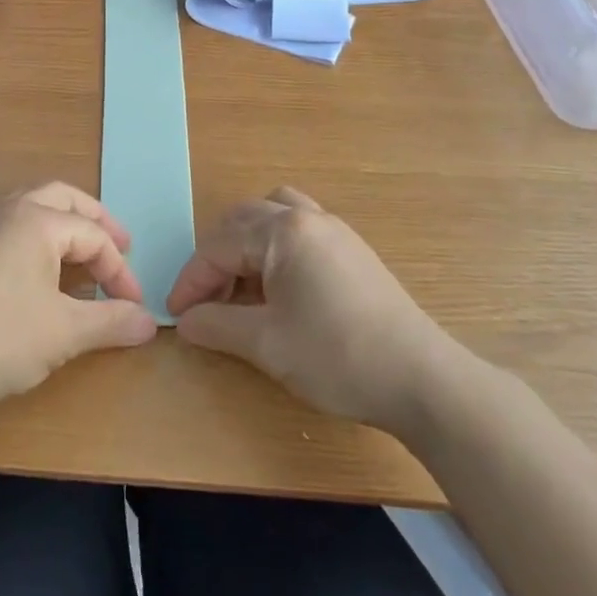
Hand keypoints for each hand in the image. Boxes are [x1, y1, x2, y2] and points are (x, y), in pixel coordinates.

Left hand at [0, 183, 157, 425]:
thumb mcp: (64, 333)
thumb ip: (111, 322)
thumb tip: (150, 322)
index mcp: (35, 221)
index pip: (92, 236)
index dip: (119, 270)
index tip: (133, 306)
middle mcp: (7, 212)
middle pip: (63, 200)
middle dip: (96, 222)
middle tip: (120, 246)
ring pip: (33, 209)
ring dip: (65, 227)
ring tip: (84, 256)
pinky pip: (11, 228)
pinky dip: (38, 239)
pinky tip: (42, 271)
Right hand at [168, 187, 444, 432]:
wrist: (420, 378)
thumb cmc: (336, 356)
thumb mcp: (266, 344)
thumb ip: (217, 325)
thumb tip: (185, 321)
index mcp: (283, 232)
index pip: (219, 247)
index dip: (192, 281)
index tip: (176, 314)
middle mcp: (307, 218)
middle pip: (244, 221)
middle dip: (216, 258)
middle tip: (205, 301)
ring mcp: (335, 230)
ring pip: (274, 216)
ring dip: (247, 245)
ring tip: (240, 287)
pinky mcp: (353, 249)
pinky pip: (299, 231)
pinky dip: (275, 249)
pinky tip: (278, 288)